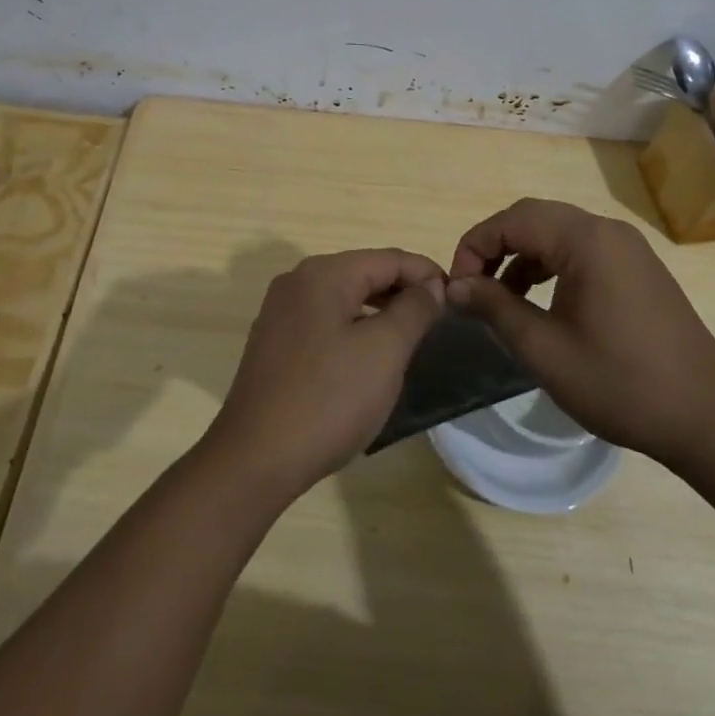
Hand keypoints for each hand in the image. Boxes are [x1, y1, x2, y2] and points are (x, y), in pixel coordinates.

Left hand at [202, 249, 446, 502]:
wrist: (256, 457)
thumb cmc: (329, 399)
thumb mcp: (384, 351)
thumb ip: (413, 309)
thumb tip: (430, 284)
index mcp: (323, 274)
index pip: (387, 258)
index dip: (426, 273)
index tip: (458, 298)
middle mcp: (297, 281)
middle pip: (363, 273)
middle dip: (403, 291)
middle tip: (440, 319)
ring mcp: (280, 312)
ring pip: (343, 297)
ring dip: (379, 311)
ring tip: (412, 337)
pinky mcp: (274, 341)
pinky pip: (324, 320)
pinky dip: (353, 328)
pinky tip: (369, 356)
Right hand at [447, 198, 714, 468]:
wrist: (708, 419)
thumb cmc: (620, 383)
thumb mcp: (544, 349)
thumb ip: (494, 308)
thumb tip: (455, 286)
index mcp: (585, 240)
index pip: (511, 221)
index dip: (474, 248)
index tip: (456, 289)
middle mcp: (607, 230)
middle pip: (533, 217)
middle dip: (495, 246)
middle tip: (472, 287)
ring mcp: (627, 247)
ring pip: (556, 231)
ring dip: (521, 255)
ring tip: (500, 297)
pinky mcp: (637, 268)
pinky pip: (580, 249)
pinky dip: (550, 264)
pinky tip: (539, 300)